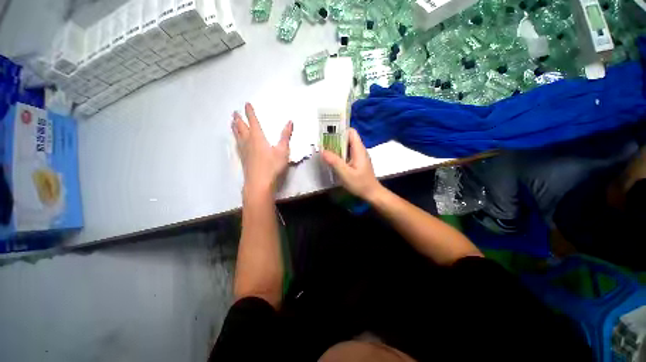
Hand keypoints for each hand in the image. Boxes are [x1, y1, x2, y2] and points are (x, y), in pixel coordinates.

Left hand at [232, 103, 292, 195]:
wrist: (259, 183)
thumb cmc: (272, 166)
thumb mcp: (283, 151)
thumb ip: (285, 136)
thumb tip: (289, 121)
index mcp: (258, 138)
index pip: (253, 121)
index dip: (250, 112)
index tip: (246, 104)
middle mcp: (248, 142)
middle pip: (241, 127)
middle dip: (239, 119)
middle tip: (235, 112)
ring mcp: (244, 151)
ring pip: (237, 136)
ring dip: (235, 127)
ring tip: (232, 122)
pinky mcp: (243, 159)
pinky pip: (237, 145)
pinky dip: (236, 139)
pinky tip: (236, 142)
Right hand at [321, 128, 382, 200]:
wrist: (372, 194)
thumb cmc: (360, 184)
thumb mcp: (345, 174)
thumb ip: (334, 162)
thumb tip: (322, 151)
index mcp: (358, 149)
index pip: (351, 132)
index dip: (340, 130)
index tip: (328, 133)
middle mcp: (359, 150)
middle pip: (347, 138)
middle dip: (335, 139)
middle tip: (323, 142)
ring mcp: (358, 156)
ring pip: (346, 146)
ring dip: (336, 147)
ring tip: (325, 149)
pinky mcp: (356, 162)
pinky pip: (347, 153)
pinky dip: (339, 154)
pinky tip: (332, 159)